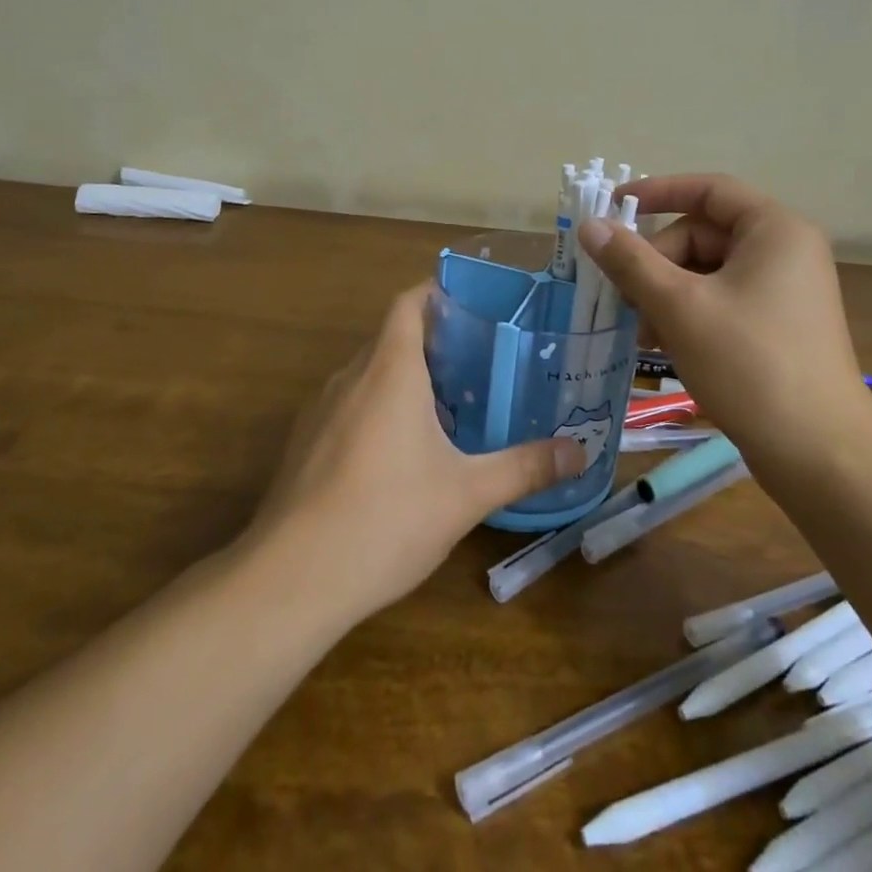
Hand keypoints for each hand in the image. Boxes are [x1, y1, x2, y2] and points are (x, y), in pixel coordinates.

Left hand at [246, 283, 584, 623]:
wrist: (291, 579)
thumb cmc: (386, 518)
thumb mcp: (466, 494)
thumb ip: (524, 467)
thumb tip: (580, 452)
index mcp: (389, 370)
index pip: (409, 303)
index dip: (438, 292)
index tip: (476, 304)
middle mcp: (351, 376)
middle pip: (393, 337)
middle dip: (434, 341)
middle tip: (481, 359)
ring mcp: (321, 410)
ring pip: (369, 373)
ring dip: (406, 377)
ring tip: (451, 403)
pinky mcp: (305, 443)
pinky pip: (350, 404)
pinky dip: (379, 407)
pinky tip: (403, 452)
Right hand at [577, 174, 871, 470]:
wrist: (820, 455)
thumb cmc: (750, 365)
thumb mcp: (680, 307)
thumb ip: (630, 261)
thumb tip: (590, 225)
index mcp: (774, 230)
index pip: (708, 190)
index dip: (656, 193)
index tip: (612, 208)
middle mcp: (785, 251)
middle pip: (703, 234)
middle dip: (656, 262)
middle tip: (621, 296)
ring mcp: (784, 291)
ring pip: (707, 272)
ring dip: (665, 293)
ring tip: (638, 329)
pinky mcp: (778, 326)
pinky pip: (721, 301)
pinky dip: (688, 314)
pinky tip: (660, 344)